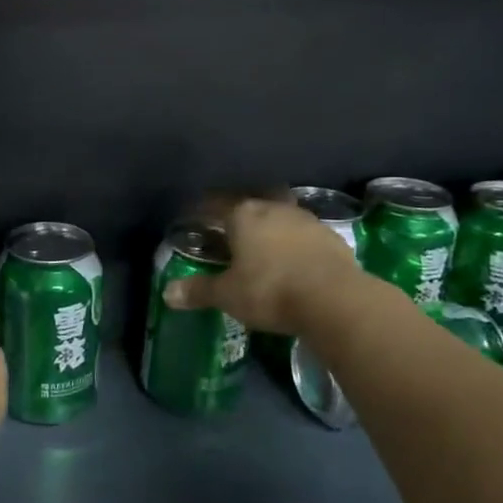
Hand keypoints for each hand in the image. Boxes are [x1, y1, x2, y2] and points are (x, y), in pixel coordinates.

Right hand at [163, 197, 362, 334]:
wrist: (335, 299)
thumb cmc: (270, 290)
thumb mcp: (227, 295)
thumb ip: (198, 291)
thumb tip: (167, 293)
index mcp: (243, 214)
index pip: (215, 204)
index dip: (201, 210)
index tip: (193, 217)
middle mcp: (274, 209)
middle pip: (252, 203)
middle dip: (241, 212)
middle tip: (231, 229)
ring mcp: (307, 220)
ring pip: (282, 215)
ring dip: (272, 226)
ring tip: (264, 245)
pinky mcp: (332, 238)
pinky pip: (306, 234)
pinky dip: (296, 243)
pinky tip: (294, 260)